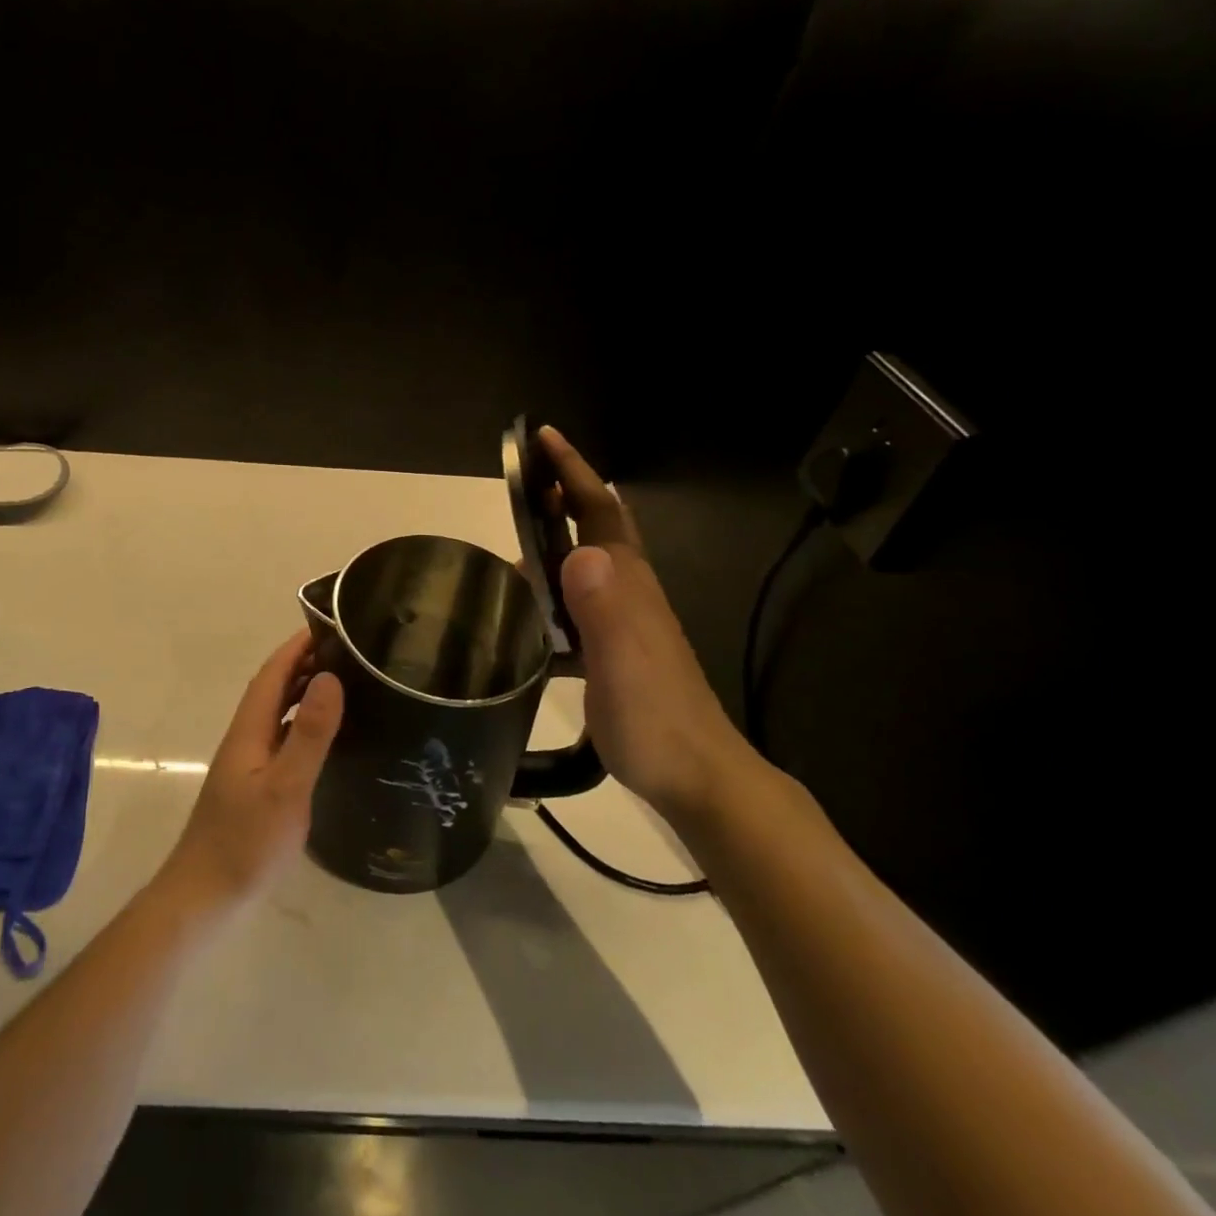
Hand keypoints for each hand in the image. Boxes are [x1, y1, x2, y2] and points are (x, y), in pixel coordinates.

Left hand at [153, 633, 343, 921]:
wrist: (205, 897)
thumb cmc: (246, 842)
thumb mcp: (286, 787)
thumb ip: (309, 734)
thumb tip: (330, 677)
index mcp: (248, 730)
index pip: (272, 674)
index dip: (296, 647)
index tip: (327, 626)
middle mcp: (245, 739)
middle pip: (273, 689)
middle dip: (303, 663)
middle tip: (345, 651)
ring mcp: (247, 764)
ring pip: (276, 714)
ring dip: (302, 692)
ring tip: (341, 683)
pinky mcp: (254, 787)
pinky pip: (280, 738)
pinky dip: (301, 724)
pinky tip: (322, 738)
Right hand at [538, 426, 753, 820]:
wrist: (697, 777)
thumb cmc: (654, 717)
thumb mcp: (624, 662)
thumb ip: (603, 607)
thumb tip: (577, 552)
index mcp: (627, 583)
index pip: (598, 511)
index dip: (572, 471)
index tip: (542, 438)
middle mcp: (627, 590)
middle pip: (597, 525)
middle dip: (566, 490)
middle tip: (525, 475)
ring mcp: (623, 620)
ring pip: (587, 561)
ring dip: (557, 536)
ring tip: (518, 533)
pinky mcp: (614, 648)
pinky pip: (578, 601)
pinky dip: (553, 587)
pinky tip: (531, 606)